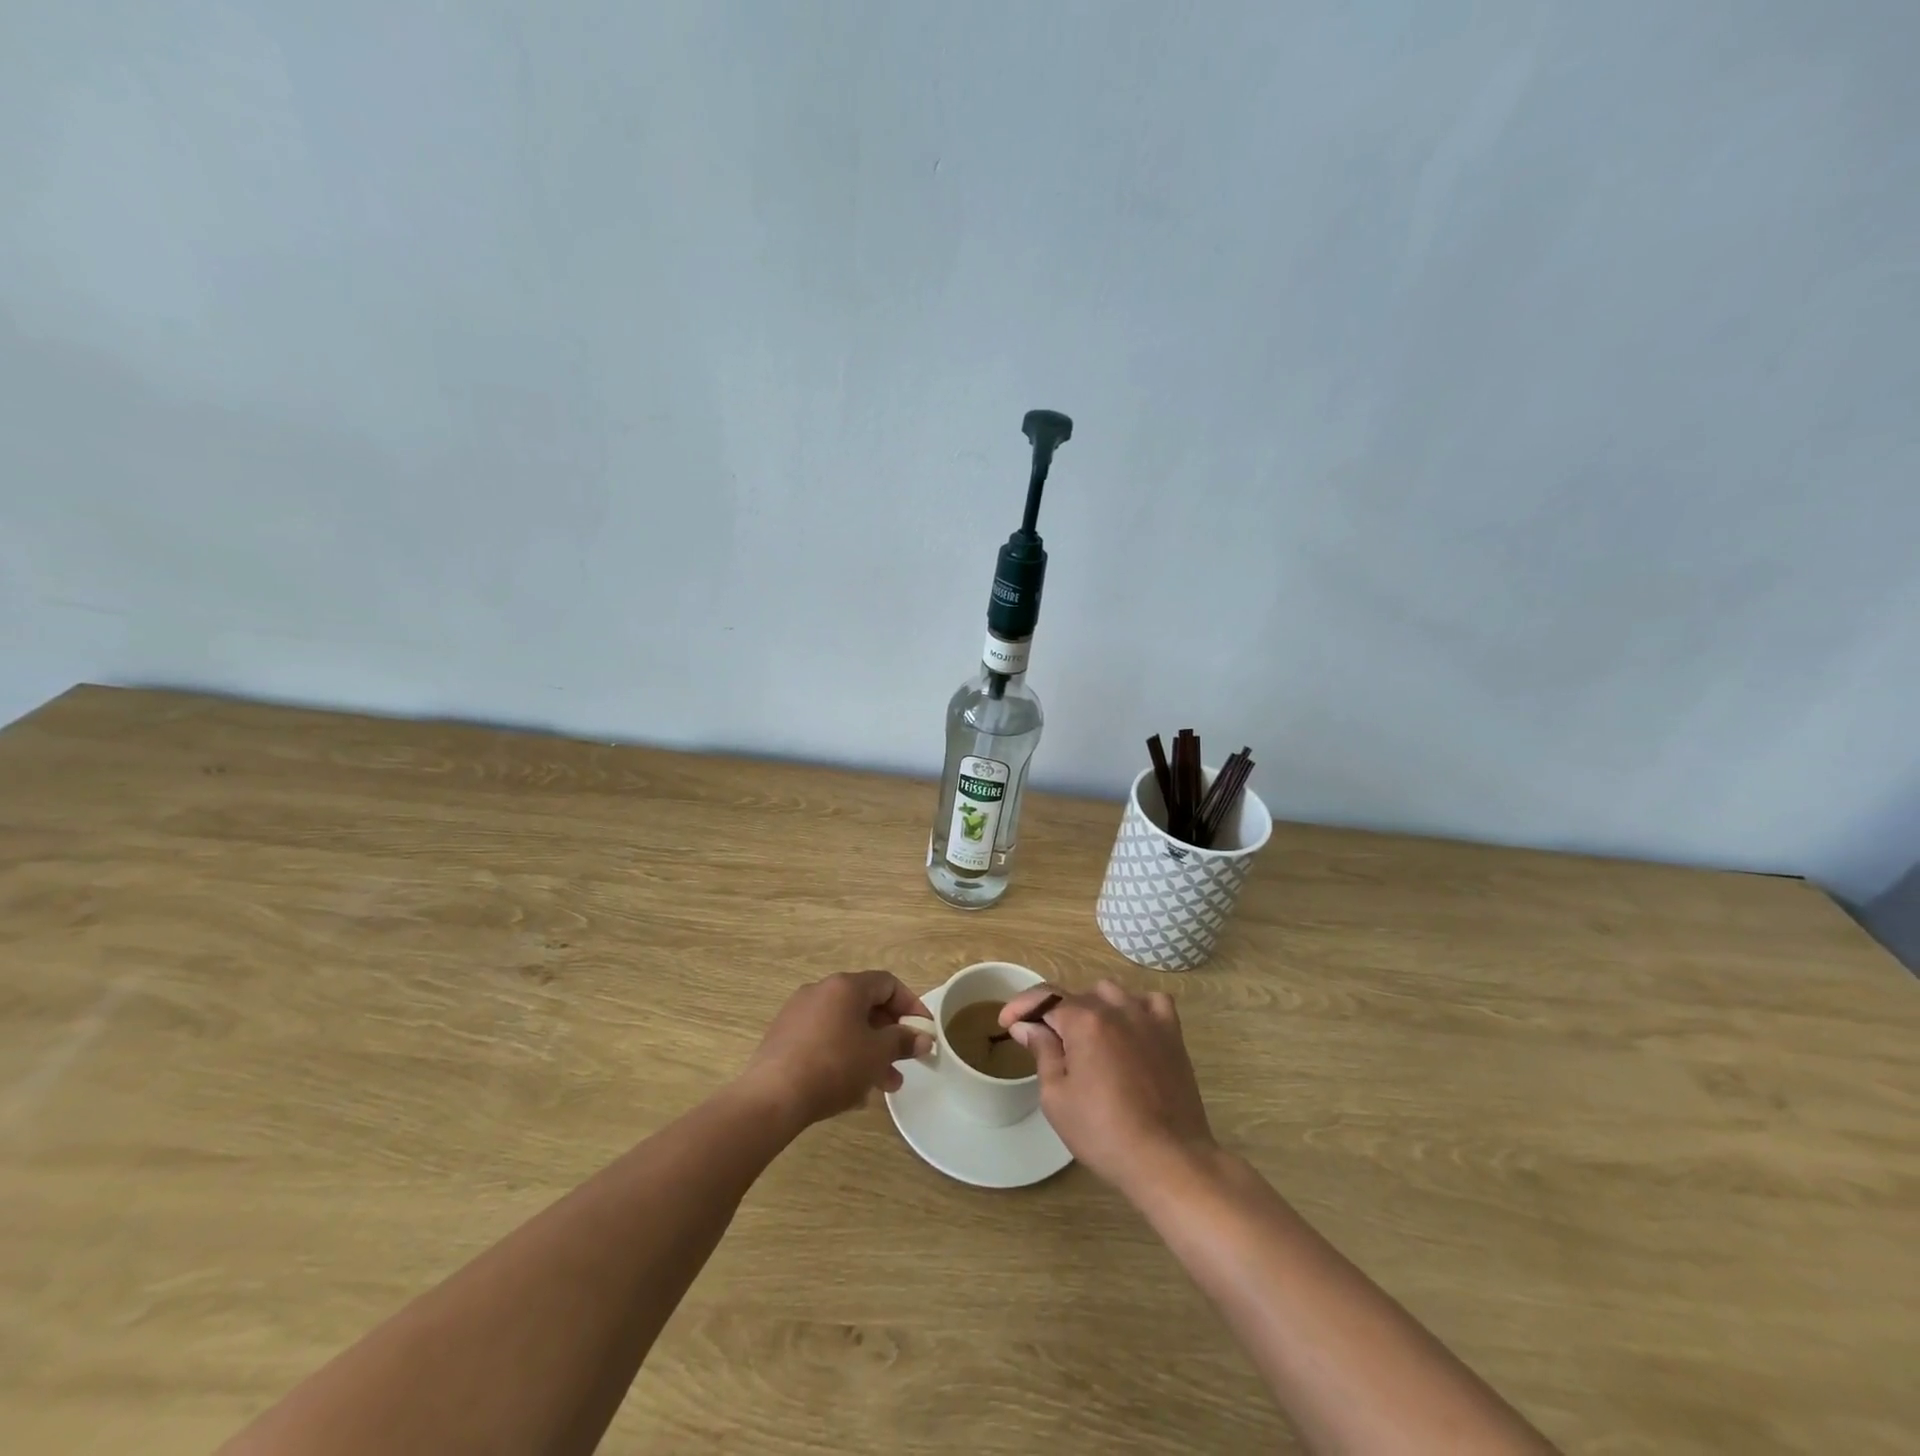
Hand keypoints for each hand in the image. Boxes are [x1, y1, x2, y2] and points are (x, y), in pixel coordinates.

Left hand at [740, 971, 932, 1128]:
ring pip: (845, 1027)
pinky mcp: (783, 1037)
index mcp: (845, 986)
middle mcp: (821, 991)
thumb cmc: (834, 1065)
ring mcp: (798, 1013)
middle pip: (865, 1006)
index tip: (923, 1032)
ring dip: (868, 1051)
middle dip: (889, 1035)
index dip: (911, 1005)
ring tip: (884, 1086)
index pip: (888, 984)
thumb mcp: (877, 1054)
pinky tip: (851, 1091)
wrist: (773, 1096)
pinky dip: (843, 1057)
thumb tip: (923, 1038)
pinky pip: (824, 1041)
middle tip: (904, 1062)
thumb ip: (903, 1041)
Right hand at [1001, 979, 1214, 1194]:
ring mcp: (1148, 1018)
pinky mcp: (1172, 1034)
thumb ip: (1042, 1052)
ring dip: (1092, 1008)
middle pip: (1077, 997)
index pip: (1044, 997)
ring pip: (1111, 994)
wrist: (1167, 1159)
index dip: (1021, 1007)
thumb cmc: (1103, 1133)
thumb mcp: (1056, 1097)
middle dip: (1054, 1015)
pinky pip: (1152, 1002)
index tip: (1005, 1023)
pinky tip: (1130, 1028)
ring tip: (1086, 1038)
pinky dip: (1136, 1007)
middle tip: (1045, 1044)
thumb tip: (1026, 1025)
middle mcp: (1116, 1008)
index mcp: (1084, 1021)